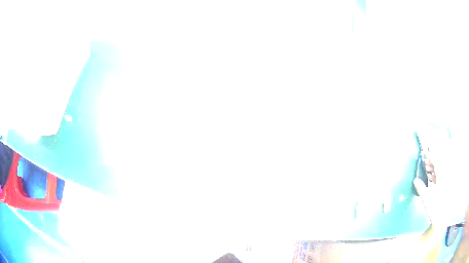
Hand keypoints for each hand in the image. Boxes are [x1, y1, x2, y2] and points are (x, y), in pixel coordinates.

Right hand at [413, 157, 453, 229]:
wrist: (441, 219)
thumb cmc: (434, 209)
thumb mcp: (426, 199)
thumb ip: (421, 188)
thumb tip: (415, 180)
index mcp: (442, 177)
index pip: (436, 162)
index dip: (430, 156)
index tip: (424, 152)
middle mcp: (445, 177)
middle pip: (439, 164)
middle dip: (431, 161)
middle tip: (424, 160)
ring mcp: (445, 182)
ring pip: (440, 170)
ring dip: (433, 168)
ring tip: (426, 168)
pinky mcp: (445, 187)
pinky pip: (440, 176)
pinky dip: (435, 174)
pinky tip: (430, 177)